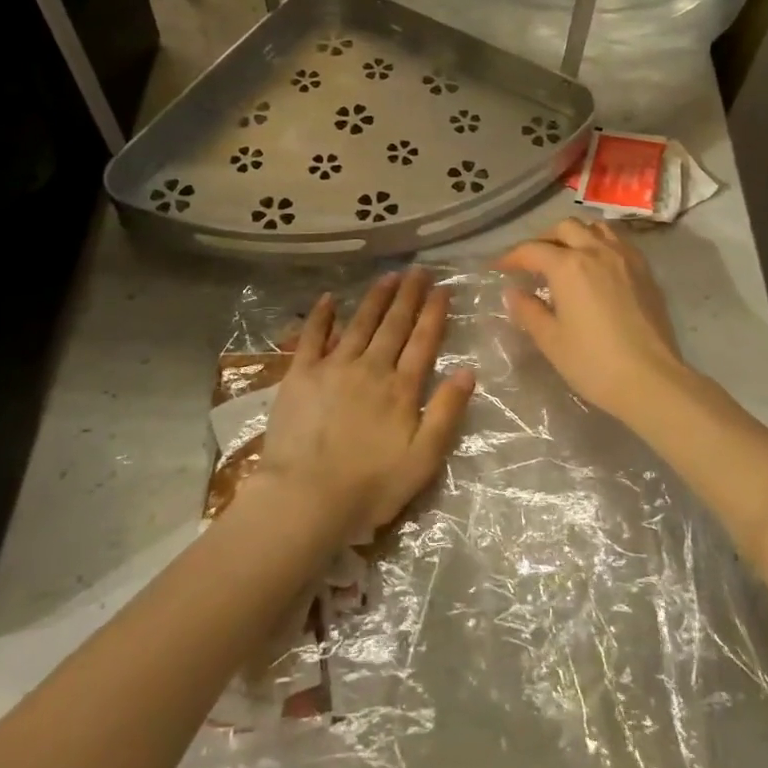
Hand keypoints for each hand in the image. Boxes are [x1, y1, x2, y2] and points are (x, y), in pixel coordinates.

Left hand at [255, 268, 474, 539]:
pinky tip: (330, 298)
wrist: (306, 496)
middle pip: (394, 325)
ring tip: (388, 277)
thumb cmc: (370, 486)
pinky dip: (322, 316)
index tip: (442, 289)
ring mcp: (333, 367)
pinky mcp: (301, 374)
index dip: (434, 313)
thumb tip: (467, 371)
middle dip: (408, 296)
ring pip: (360, 323)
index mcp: (401, 388)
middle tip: (418, 270)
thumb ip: (447, 413)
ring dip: (376, 298)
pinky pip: (312, 336)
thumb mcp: (423, 459)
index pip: (423, 341)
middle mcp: (371, 368)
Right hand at [499, 219, 689, 424]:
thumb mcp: (551, 340)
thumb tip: (513, 292)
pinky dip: (601, 244)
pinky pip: (619, 242)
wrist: (651, 379)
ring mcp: (626, 258)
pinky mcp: (646, 271)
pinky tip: (597, 267)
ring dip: (576, 235)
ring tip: (566, 257)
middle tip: (532, 261)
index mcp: (568, 266)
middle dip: (544, 239)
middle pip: (565, 228)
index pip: (532, 250)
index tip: (499, 268)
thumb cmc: (593, 362)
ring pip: (596, 228)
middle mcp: (597, 251)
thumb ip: (528, 311)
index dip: (511, 257)